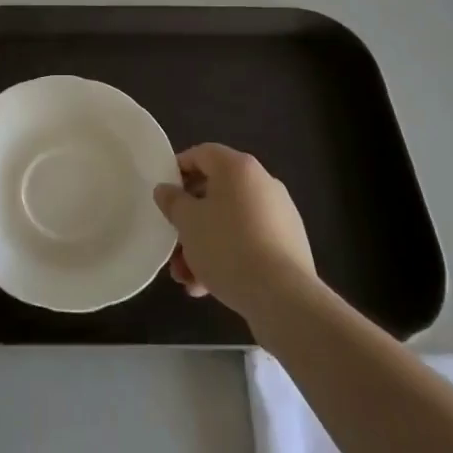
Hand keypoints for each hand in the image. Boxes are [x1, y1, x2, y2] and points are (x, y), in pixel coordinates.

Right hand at [153, 144, 315, 320]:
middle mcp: (262, 183)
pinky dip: (228, 256)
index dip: (177, 170)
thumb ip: (172, 201)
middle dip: (190, 220)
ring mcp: (280, 215)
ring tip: (186, 277)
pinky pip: (249, 242)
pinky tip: (209, 287)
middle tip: (173, 243)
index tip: (163, 195)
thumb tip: (166, 190)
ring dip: (205, 245)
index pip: (201, 154)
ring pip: (230, 222)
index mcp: (238, 168)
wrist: (284, 298)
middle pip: (215, 192)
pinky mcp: (289, 245)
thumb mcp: (188, 222)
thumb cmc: (228, 247)